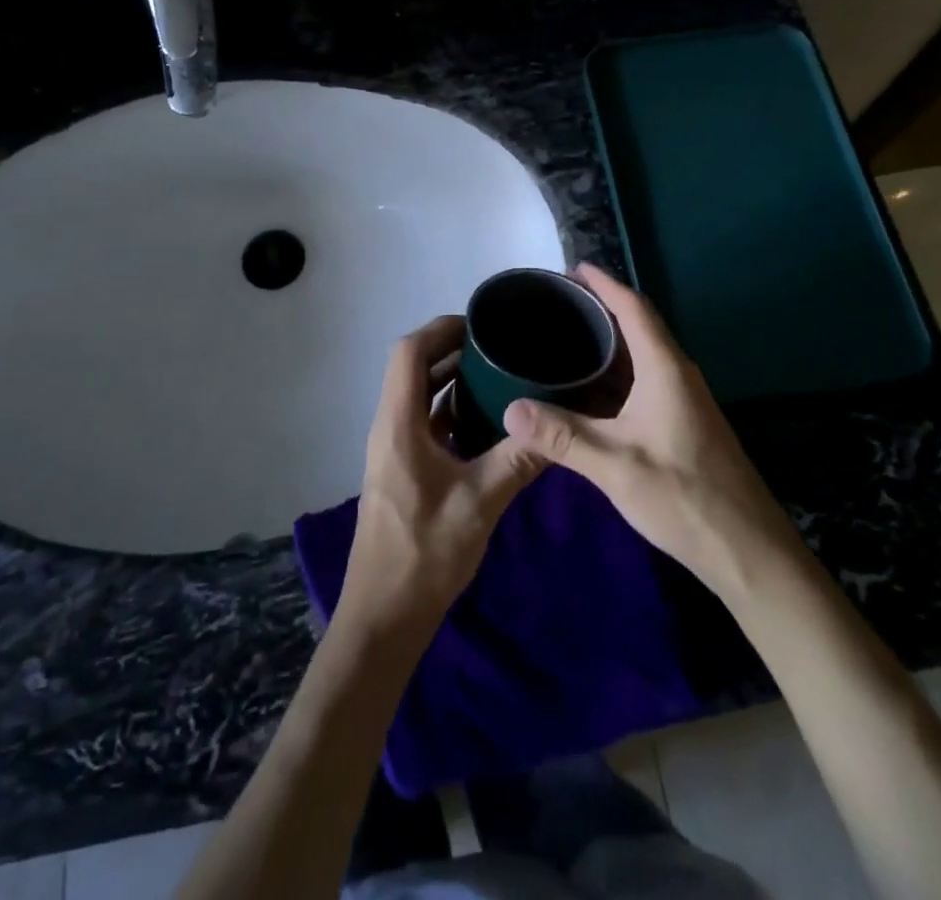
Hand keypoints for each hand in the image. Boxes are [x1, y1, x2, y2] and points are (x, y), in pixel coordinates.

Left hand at [337, 316, 546, 640]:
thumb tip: (556, 426)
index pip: (408, 353)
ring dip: (452, 381)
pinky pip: (425, 423)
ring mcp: (394, 449)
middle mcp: (390, 427)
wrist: (384, 615)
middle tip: (500, 346)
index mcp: (398, 423)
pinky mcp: (403, 470)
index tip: (480, 324)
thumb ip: (518, 460)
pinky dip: (451, 411)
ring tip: (499, 374)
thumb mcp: (479, 502)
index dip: (440, 330)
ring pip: (420, 397)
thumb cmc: (424, 554)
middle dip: (452, 350)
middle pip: (413, 369)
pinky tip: (488, 422)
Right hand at [503, 265, 797, 592]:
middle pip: (638, 326)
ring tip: (565, 339)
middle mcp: (677, 374)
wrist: (747, 550)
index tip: (573, 269)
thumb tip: (510, 410)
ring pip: (641, 356)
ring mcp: (683, 400)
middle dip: (600, 309)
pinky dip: (614, 374)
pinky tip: (588, 390)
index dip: (605, 284)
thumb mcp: (615, 466)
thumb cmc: (683, 496)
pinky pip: (643, 381)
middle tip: (556, 305)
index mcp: (665, 369)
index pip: (634, 309)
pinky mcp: (682, 423)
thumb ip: (562, 435)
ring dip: (607, 344)